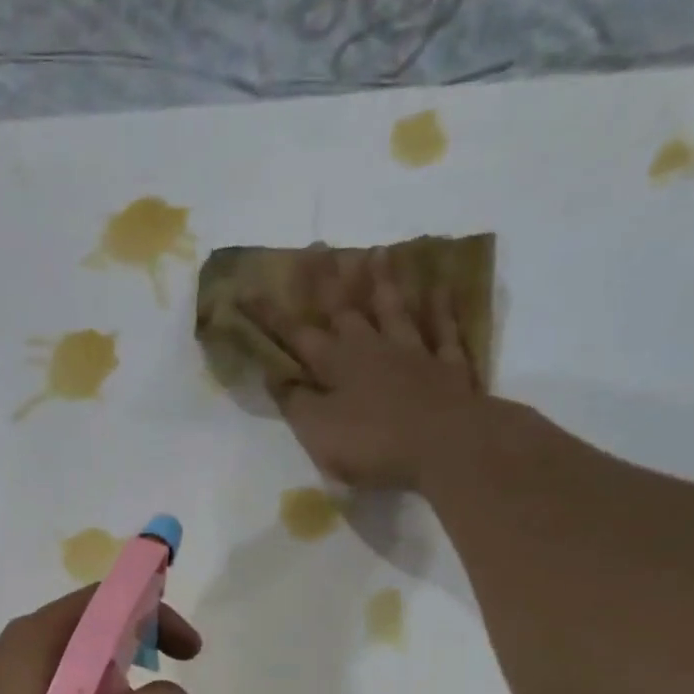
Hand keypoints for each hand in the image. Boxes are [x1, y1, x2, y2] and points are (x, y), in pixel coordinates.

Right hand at [246, 245, 504, 492]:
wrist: (445, 446)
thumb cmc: (372, 444)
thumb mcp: (318, 432)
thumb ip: (296, 403)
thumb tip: (276, 376)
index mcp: (336, 366)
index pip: (295, 336)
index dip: (269, 316)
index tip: (246, 291)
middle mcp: (372, 349)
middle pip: (346, 309)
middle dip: (326, 281)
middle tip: (316, 247)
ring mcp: (413, 353)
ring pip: (394, 310)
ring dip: (383, 282)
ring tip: (377, 251)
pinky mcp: (447, 367)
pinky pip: (443, 330)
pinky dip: (441, 309)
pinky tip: (440, 288)